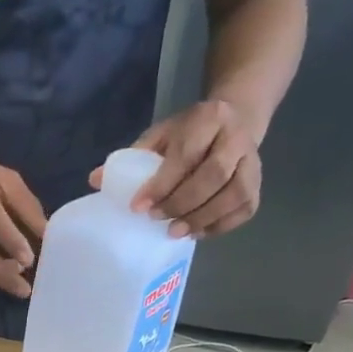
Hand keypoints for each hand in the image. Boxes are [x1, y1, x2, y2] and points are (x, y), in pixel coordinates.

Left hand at [101, 99, 261, 238]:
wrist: (235, 120)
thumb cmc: (188, 134)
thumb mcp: (161, 136)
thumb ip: (132, 157)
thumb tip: (95, 180)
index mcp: (209, 119)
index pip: (186, 154)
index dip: (162, 184)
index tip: (139, 207)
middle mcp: (237, 137)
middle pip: (214, 175)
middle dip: (181, 202)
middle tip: (157, 220)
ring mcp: (252, 161)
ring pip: (234, 194)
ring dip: (202, 218)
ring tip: (175, 232)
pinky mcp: (257, 183)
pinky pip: (244, 209)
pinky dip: (220, 226)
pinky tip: (197, 232)